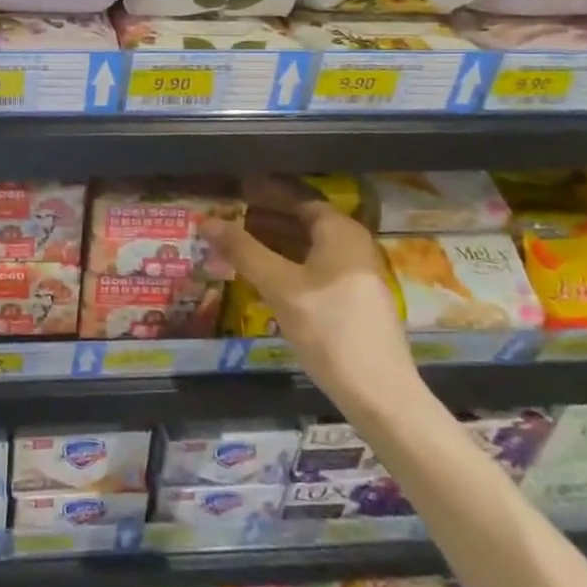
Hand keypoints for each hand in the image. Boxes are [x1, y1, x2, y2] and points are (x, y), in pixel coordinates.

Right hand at [199, 176, 415, 401]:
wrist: (380, 394)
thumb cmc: (329, 329)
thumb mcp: (280, 287)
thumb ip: (243, 251)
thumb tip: (205, 221)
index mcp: (341, 232)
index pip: (296, 199)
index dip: (264, 194)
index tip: (234, 191)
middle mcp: (353, 245)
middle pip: (302, 222)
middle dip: (265, 218)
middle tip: (228, 218)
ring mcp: (355, 274)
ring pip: (307, 247)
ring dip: (273, 242)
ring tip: (237, 245)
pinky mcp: (353, 300)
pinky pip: (314, 267)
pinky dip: (287, 263)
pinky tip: (263, 277)